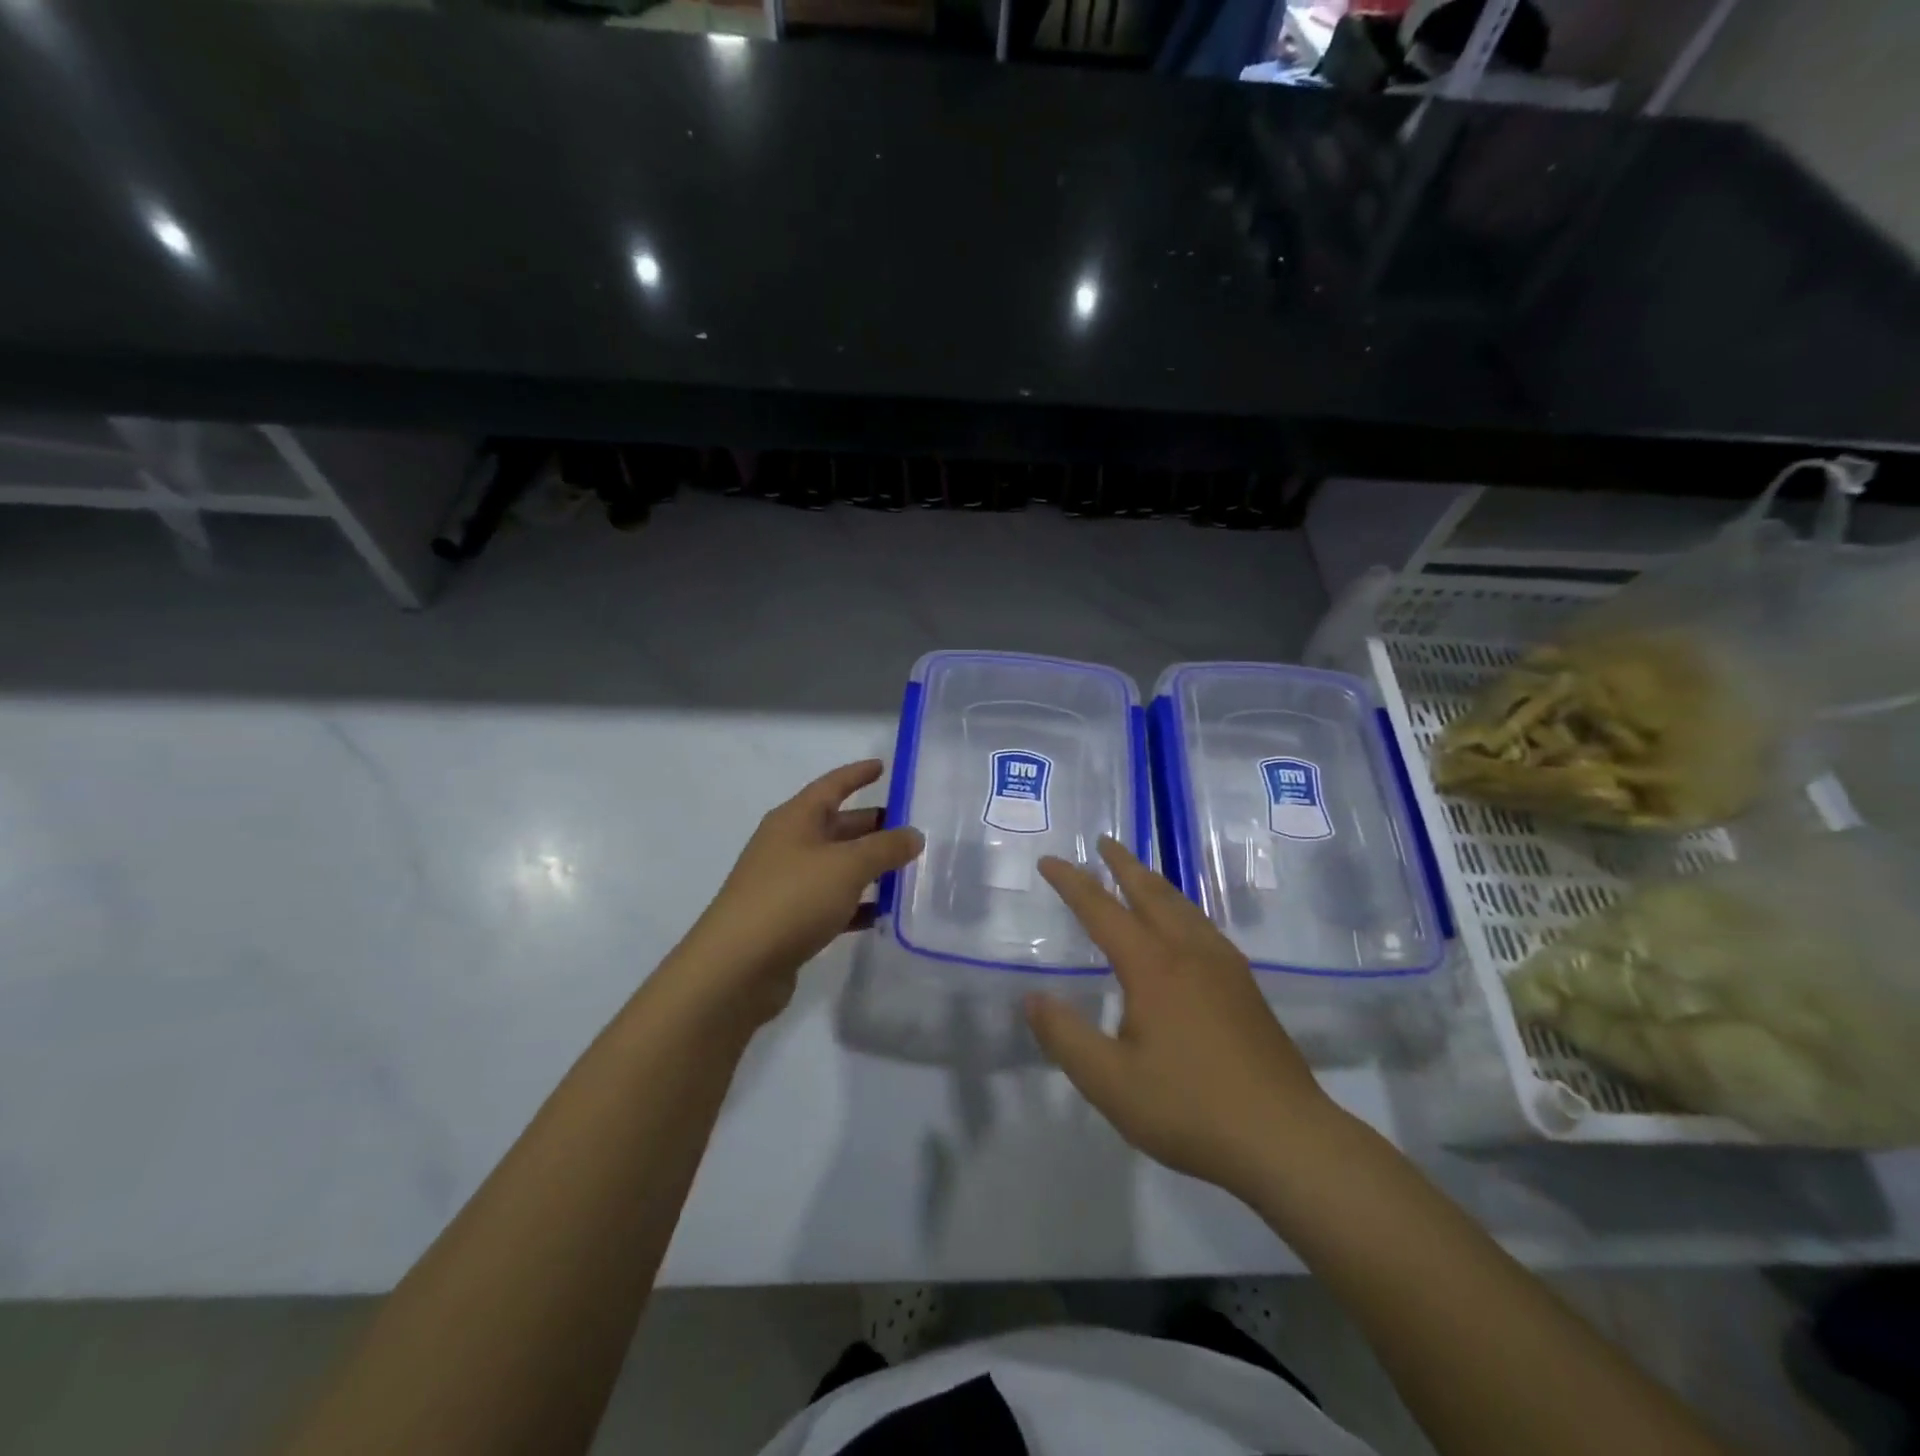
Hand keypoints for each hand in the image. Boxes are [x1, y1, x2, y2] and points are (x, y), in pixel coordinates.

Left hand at [675, 760, 922, 1025]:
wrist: (736, 968)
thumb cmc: (792, 899)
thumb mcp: (846, 867)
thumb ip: (885, 848)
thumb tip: (913, 835)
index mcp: (795, 819)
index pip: (832, 785)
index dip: (858, 775)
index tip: (884, 767)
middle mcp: (788, 845)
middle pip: (837, 826)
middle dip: (872, 825)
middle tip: (912, 828)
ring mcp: (786, 884)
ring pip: (836, 866)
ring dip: (869, 867)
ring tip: (907, 869)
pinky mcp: (788, 920)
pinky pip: (831, 902)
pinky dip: (856, 904)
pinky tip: (884, 913)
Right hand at [1024, 838, 1337, 1198]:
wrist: (1286, 1139)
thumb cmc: (1189, 1108)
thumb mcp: (1110, 1082)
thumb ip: (1065, 1036)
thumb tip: (1032, 998)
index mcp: (1153, 967)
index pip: (1102, 911)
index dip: (1072, 883)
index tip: (1049, 860)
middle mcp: (1189, 953)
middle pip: (1151, 893)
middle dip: (1123, 864)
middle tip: (1103, 842)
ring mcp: (1225, 968)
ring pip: (1184, 907)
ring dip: (1155, 883)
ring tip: (1139, 873)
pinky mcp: (1246, 989)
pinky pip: (1204, 927)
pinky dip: (1182, 909)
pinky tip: (1185, 928)